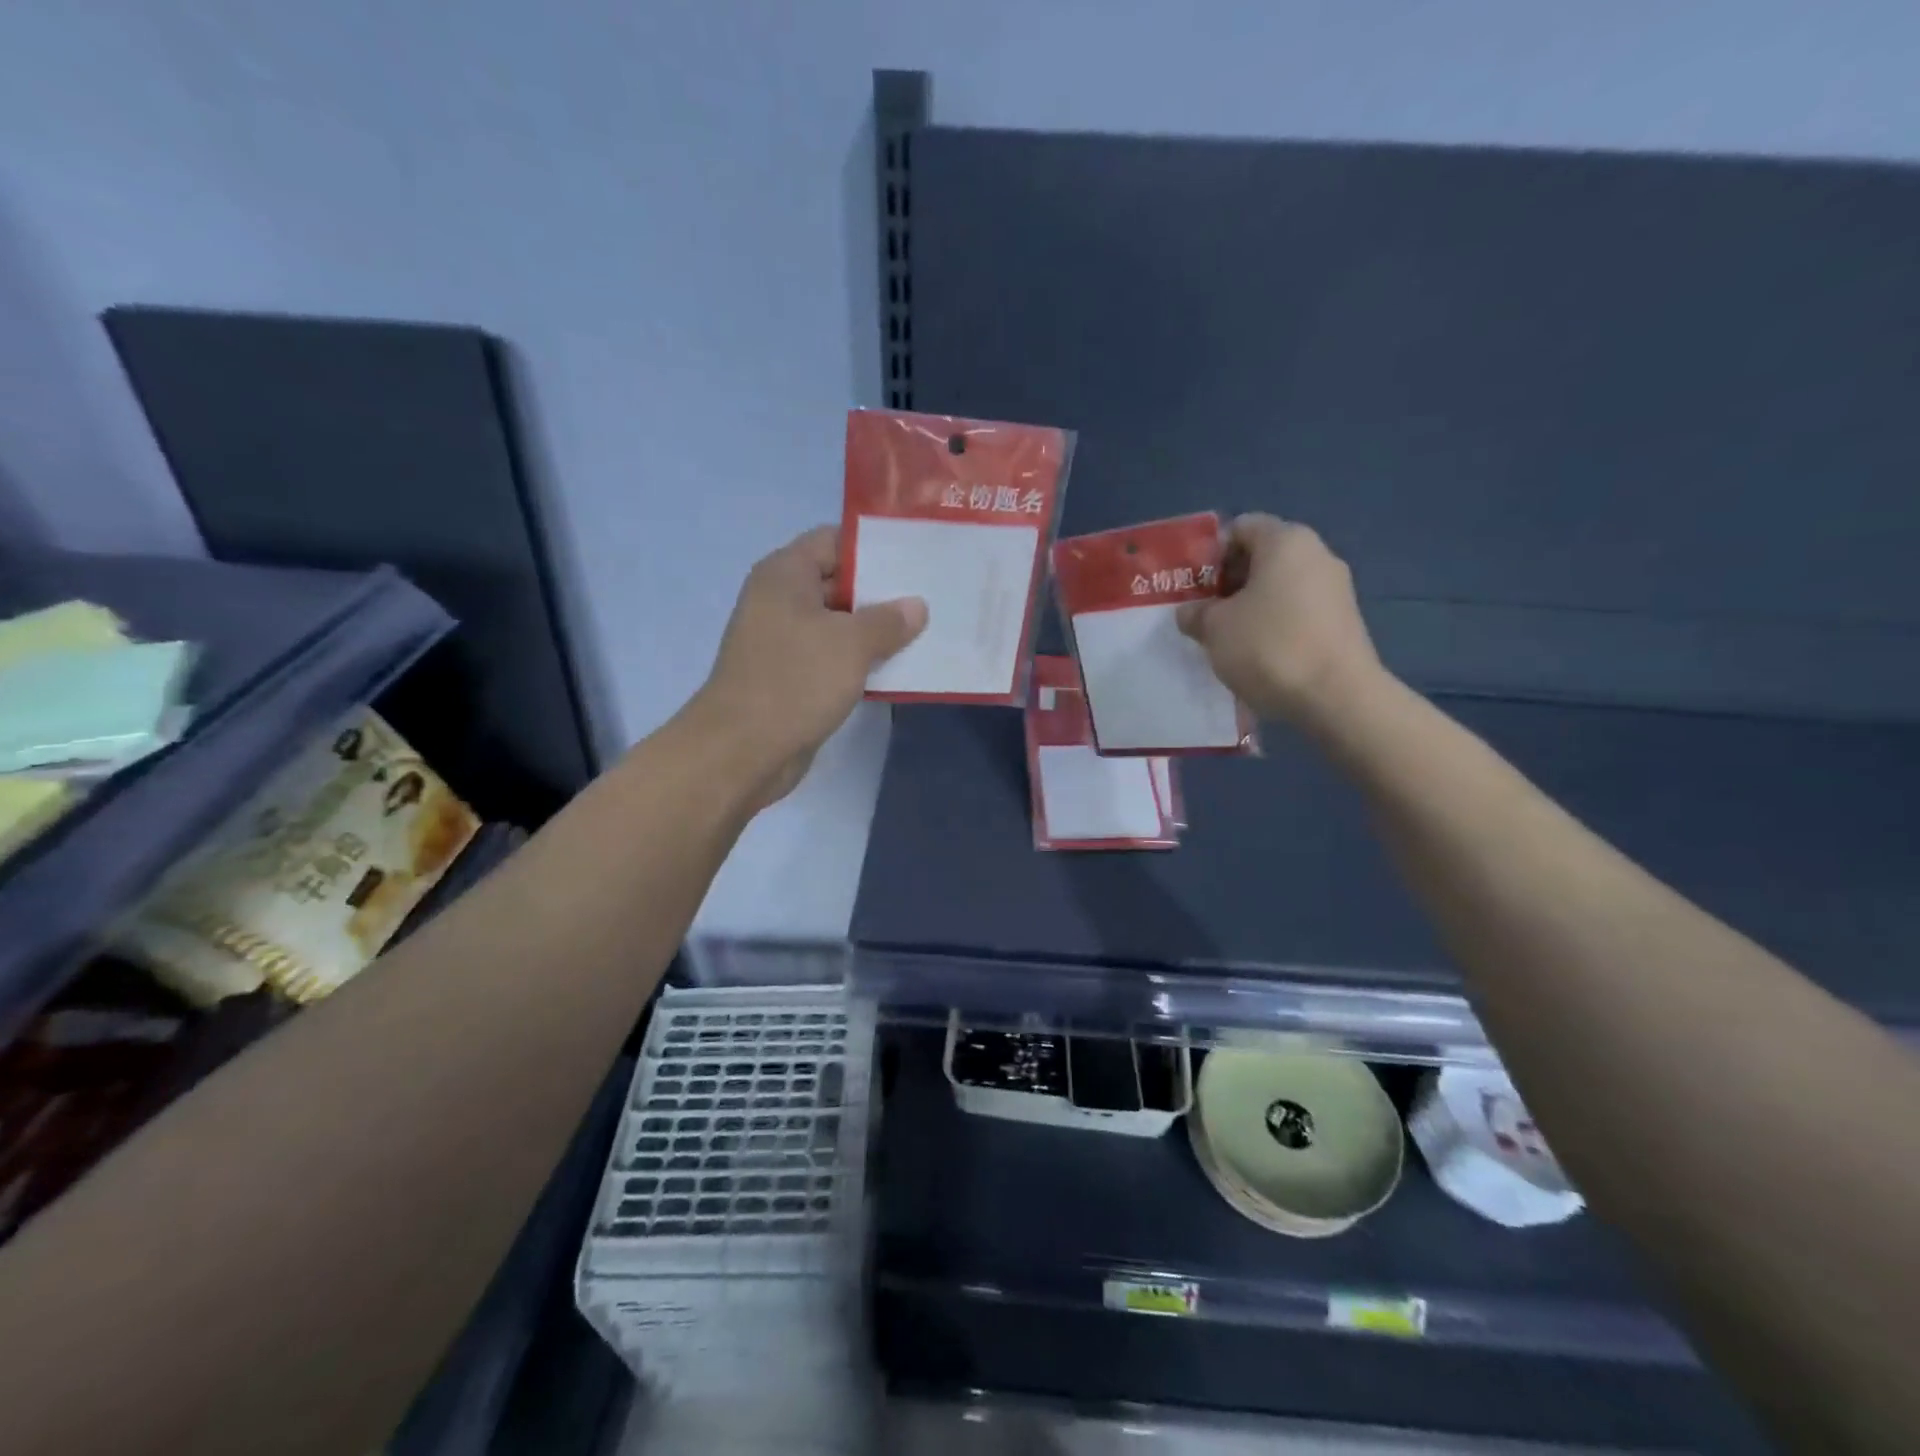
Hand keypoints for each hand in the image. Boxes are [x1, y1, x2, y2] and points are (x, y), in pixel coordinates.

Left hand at [692, 525, 926, 806]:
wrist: (743, 750)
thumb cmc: (795, 680)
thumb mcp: (851, 643)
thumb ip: (888, 620)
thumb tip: (916, 606)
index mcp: (785, 575)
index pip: (833, 541)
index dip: (874, 546)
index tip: (916, 556)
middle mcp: (781, 601)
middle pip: (838, 582)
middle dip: (882, 592)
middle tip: (931, 595)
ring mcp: (785, 642)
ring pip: (839, 625)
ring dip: (876, 631)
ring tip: (925, 630)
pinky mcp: (792, 678)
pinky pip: (833, 658)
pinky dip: (861, 661)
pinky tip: (899, 667)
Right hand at [1176, 515, 1384, 731]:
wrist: (1336, 697)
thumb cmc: (1269, 647)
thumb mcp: (1215, 628)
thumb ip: (1196, 613)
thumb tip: (1191, 612)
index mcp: (1285, 541)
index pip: (1241, 527)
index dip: (1211, 553)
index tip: (1195, 586)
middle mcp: (1317, 554)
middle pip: (1262, 556)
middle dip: (1229, 581)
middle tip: (1205, 613)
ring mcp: (1335, 588)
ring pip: (1280, 586)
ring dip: (1251, 605)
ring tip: (1228, 638)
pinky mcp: (1343, 621)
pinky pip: (1298, 610)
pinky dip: (1275, 624)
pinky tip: (1258, 654)